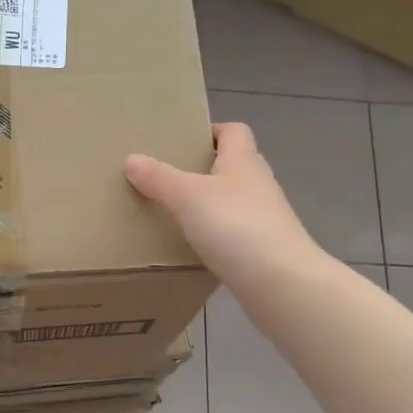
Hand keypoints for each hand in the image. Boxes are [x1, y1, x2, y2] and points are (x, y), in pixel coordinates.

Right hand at [125, 123, 319, 292]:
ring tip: (178, 213)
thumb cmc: (234, 226)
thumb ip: (159, 178)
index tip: (183, 142)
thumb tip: (132, 159)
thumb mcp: (187, 197)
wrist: (279, 280)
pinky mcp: (265, 247)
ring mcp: (266, 216)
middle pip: (234, 165)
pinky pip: (237, 231)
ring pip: (235, 200)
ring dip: (212, 203)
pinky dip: (218, 233)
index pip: (233, 131)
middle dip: (205, 169)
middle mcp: (259, 183)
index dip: (211, 132)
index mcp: (243, 161)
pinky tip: (197, 246)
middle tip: (170, 178)